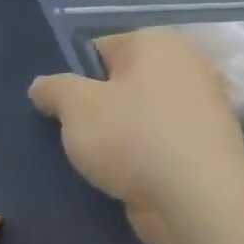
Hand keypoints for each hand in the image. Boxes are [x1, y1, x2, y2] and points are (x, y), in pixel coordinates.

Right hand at [28, 28, 243, 243]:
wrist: (195, 200)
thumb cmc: (132, 138)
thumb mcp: (76, 106)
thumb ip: (53, 89)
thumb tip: (42, 86)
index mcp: (157, 43)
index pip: (98, 49)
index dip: (70, 77)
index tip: (52, 107)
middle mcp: (186, 68)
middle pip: (119, 85)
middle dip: (91, 108)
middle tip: (62, 134)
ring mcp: (200, 111)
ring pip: (136, 119)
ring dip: (111, 137)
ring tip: (83, 161)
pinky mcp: (202, 150)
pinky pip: (154, 147)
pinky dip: (134, 160)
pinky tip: (112, 179)